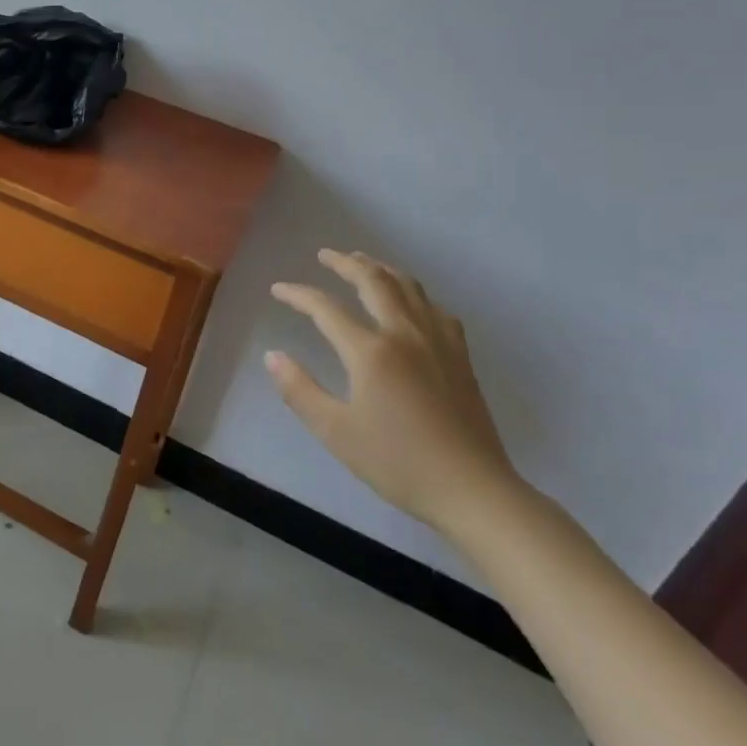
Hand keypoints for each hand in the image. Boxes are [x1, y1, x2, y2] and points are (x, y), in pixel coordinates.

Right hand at [267, 249, 520, 539]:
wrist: (473, 490)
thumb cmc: (398, 463)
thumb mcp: (336, 432)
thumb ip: (300, 390)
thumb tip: (273, 356)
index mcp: (370, 351)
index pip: (325, 308)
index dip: (298, 294)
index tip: (278, 289)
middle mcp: (404, 333)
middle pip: (373, 280)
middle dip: (345, 262)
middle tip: (326, 254)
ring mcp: (437, 341)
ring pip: (408, 287)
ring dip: (381, 268)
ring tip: (363, 262)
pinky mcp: (460, 356)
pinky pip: (435, 308)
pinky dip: (414, 293)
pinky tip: (411, 301)